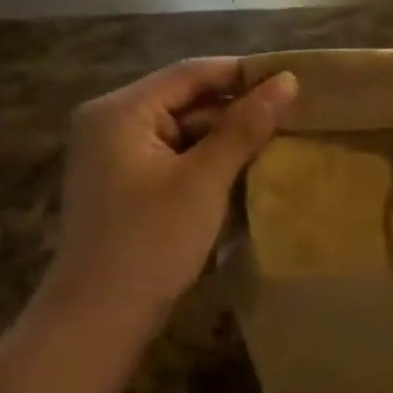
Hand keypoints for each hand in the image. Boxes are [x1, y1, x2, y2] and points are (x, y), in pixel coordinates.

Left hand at [37, 59, 297, 332]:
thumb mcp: (204, 180)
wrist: (98, 319)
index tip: (293, 81)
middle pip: (184, 101)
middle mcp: (110, 124)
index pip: (191, 73)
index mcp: (120, 111)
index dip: (244, 74)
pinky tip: (242, 173)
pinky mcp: (124, 187)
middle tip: (293, 118)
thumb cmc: (151, 241)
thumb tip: (287, 81)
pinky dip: (206, 163)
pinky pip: (173, 159)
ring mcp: (114, 158)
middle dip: (236, 110)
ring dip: (225, 139)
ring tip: (277, 143)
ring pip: (181, 132)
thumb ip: (244, 127)